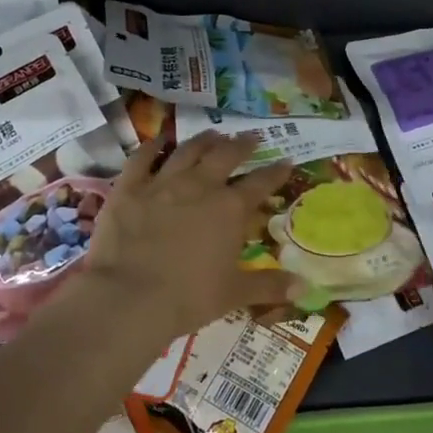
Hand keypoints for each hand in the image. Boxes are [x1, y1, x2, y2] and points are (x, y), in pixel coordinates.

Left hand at [78, 130, 296, 339]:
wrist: (128, 298)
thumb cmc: (188, 297)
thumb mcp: (234, 294)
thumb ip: (269, 285)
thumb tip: (304, 287)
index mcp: (230, 209)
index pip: (261, 183)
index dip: (276, 171)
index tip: (287, 161)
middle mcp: (200, 186)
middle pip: (226, 156)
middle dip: (242, 145)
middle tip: (251, 137)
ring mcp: (163, 183)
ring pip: (188, 150)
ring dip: (204, 140)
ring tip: (213, 134)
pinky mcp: (129, 188)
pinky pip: (141, 158)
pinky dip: (152, 147)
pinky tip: (159, 140)